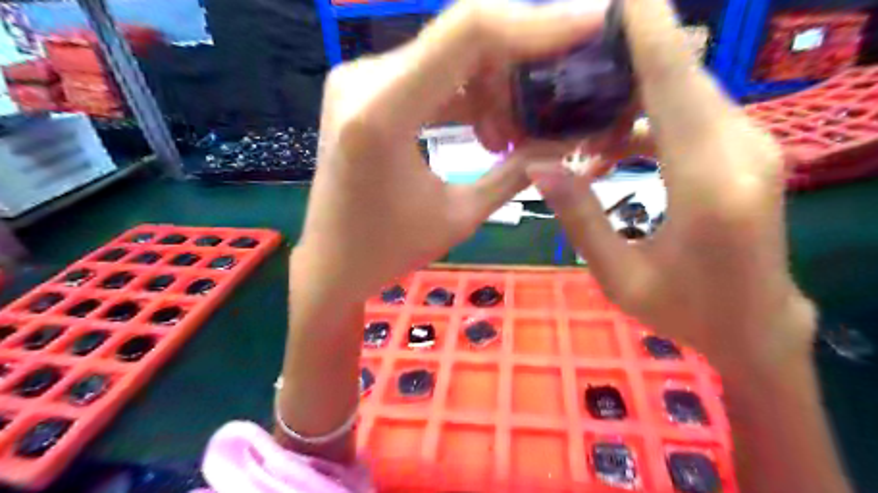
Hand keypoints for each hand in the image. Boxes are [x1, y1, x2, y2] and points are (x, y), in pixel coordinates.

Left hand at [294, 0, 612, 299]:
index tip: (589, 28)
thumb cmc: (387, 251)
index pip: (467, 34)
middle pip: (461, 38)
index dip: (535, 25)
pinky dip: (466, 94)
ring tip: (516, 131)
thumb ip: (515, 173)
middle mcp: (363, 80)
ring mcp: (360, 80)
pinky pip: (430, 75)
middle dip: (519, 62)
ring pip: (449, 55)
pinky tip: (488, 129)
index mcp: (382, 113)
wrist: (332, 262)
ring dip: (493, 85)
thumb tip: (567, 143)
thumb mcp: (460, 217)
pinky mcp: (365, 91)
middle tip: (556, 97)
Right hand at [523, 0, 811, 372]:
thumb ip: (581, 216)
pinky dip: (649, 117)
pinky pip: (692, 116)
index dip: (646, 30)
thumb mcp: (619, 276)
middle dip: (628, 55)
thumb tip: (538, 165)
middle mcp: (740, 151)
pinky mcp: (746, 153)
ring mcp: (751, 148)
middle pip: (681, 76)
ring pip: (686, 93)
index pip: (674, 83)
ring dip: (633, 93)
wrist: (756, 327)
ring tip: (580, 112)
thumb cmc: (685, 310)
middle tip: (571, 60)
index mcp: (707, 183)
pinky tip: (612, 143)